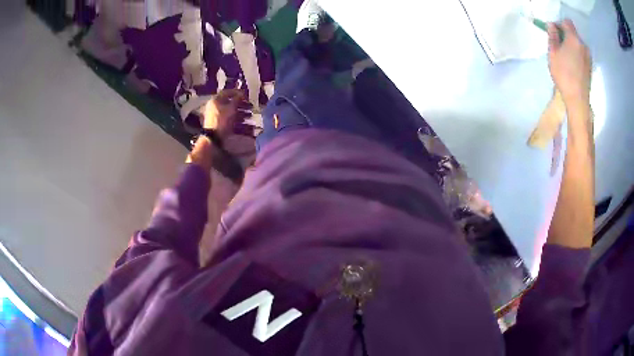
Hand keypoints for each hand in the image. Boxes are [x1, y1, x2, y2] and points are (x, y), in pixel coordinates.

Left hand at [203, 89, 251, 138]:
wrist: (214, 138)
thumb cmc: (222, 120)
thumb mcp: (231, 108)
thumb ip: (237, 99)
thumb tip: (242, 93)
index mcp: (216, 100)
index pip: (227, 92)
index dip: (237, 92)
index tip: (246, 95)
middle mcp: (215, 106)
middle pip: (230, 103)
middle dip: (241, 104)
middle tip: (250, 106)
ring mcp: (216, 115)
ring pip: (230, 111)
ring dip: (241, 112)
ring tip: (250, 115)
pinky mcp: (219, 123)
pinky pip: (229, 118)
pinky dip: (237, 119)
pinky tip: (245, 122)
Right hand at [547, 19, 591, 105]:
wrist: (578, 100)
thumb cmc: (564, 75)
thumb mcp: (553, 53)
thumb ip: (553, 36)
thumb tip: (552, 25)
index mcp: (574, 39)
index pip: (566, 22)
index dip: (559, 24)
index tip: (554, 32)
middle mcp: (583, 44)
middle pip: (573, 32)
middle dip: (565, 35)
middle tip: (558, 45)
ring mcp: (588, 56)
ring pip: (577, 43)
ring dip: (571, 45)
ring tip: (565, 57)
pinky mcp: (590, 65)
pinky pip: (581, 53)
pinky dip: (576, 54)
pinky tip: (572, 64)